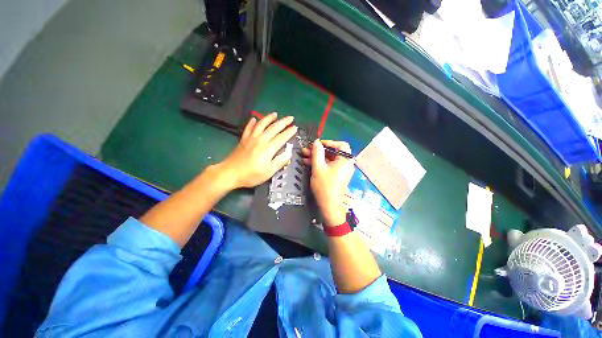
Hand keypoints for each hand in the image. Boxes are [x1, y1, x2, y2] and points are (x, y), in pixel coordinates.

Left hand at [216, 112, 296, 188]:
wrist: (230, 173)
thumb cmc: (251, 175)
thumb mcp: (269, 172)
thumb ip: (280, 161)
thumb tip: (289, 152)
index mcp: (268, 148)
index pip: (282, 137)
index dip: (289, 132)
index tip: (295, 127)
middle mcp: (261, 140)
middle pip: (274, 128)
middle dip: (283, 122)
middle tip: (290, 117)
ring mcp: (251, 138)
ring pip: (261, 124)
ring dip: (269, 118)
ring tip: (275, 114)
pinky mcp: (243, 139)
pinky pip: (248, 128)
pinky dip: (252, 122)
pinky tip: (254, 118)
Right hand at [302, 140, 353, 226]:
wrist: (328, 206)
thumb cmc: (325, 186)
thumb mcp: (318, 167)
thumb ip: (317, 152)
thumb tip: (316, 142)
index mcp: (345, 160)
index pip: (341, 145)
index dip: (329, 142)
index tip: (317, 144)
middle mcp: (345, 164)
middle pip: (333, 152)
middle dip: (319, 150)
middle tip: (307, 149)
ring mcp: (341, 170)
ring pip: (329, 159)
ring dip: (317, 157)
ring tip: (304, 155)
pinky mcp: (336, 175)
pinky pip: (328, 166)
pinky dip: (319, 163)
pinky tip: (308, 162)